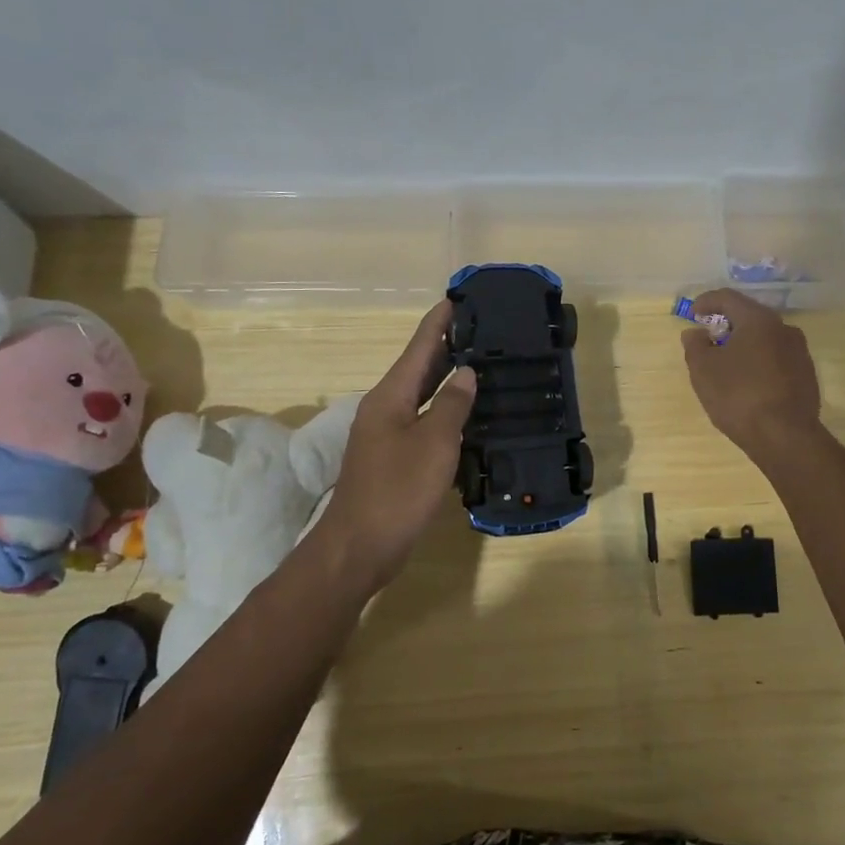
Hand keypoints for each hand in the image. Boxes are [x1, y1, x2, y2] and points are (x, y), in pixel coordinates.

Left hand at [308, 301, 475, 592]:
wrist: (360, 547)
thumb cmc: (397, 490)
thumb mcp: (433, 443)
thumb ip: (451, 404)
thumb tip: (465, 373)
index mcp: (390, 396)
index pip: (419, 346)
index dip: (439, 321)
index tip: (459, 297)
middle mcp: (385, 408)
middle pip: (420, 368)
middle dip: (448, 346)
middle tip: (484, 330)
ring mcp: (387, 435)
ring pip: (422, 397)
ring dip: (449, 380)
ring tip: (483, 366)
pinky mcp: (394, 459)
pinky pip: (424, 423)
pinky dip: (446, 412)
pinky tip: (468, 416)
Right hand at [681, 288, 822, 458]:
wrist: (785, 437)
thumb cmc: (738, 396)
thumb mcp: (704, 370)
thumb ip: (695, 346)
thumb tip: (695, 333)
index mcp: (758, 320)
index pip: (729, 298)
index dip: (707, 301)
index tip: (693, 313)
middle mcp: (784, 328)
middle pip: (750, 316)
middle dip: (727, 324)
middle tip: (709, 338)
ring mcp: (800, 352)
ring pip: (765, 338)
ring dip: (745, 344)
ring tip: (727, 363)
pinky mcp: (807, 375)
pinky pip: (777, 358)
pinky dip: (759, 361)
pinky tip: (748, 381)